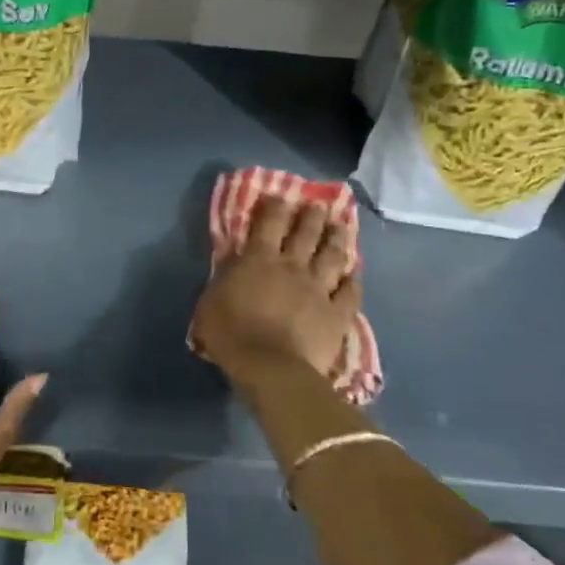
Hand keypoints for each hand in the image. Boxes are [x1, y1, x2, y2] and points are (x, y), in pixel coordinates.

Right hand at [191, 198, 359, 379]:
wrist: (270, 367)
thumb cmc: (230, 334)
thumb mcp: (210, 301)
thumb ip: (224, 276)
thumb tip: (232, 260)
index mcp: (259, 260)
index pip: (269, 223)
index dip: (275, 206)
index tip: (280, 197)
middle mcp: (292, 266)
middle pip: (306, 233)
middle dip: (312, 216)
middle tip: (317, 206)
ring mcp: (319, 288)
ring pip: (333, 256)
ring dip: (337, 239)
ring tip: (340, 227)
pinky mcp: (337, 313)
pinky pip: (350, 292)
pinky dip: (352, 281)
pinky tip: (354, 274)